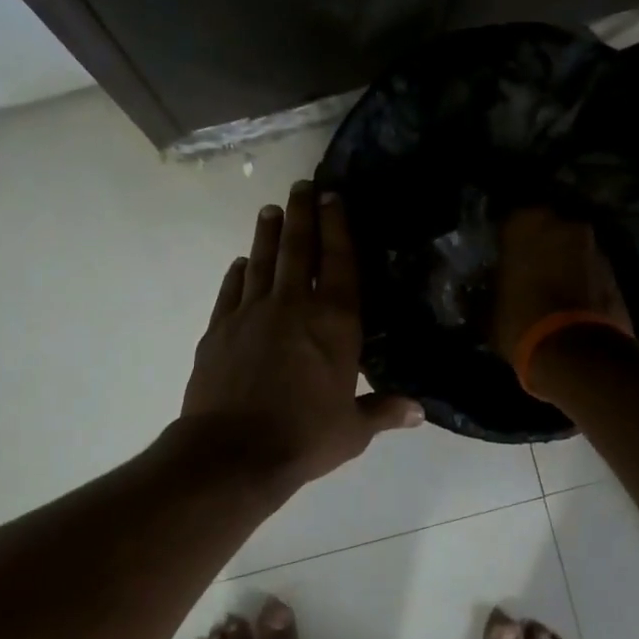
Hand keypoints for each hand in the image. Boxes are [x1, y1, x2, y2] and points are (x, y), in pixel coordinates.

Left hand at [182, 181, 422, 495]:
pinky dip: (237, 273)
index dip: (338, 226)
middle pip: (298, 249)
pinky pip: (230, 290)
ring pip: (262, 261)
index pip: (339, 262)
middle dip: (302, 214)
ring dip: (268, 234)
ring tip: (271, 210)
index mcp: (334, 323)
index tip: (332, 198)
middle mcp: (293, 306)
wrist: (232, 452)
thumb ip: (383, 411)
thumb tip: (418, 411)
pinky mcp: (219, 328)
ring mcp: (251, 313)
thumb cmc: (304, 438)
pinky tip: (240, 263)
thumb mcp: (352, 430)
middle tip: (301, 186)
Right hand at [490, 206, 632, 365]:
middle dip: (534, 247)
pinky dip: (578, 278)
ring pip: (568, 247)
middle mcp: (562, 224)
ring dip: (559, 261)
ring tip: (546, 287)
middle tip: (521, 271)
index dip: (502, 242)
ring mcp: (592, 246)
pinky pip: (587, 267)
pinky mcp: (613, 270)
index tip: (496, 259)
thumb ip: (476, 295)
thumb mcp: (485, 314)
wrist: (577, 353)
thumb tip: (466, 294)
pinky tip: (567, 300)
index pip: (507, 222)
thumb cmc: (521, 323)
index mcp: (525, 224)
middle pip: (543, 229)